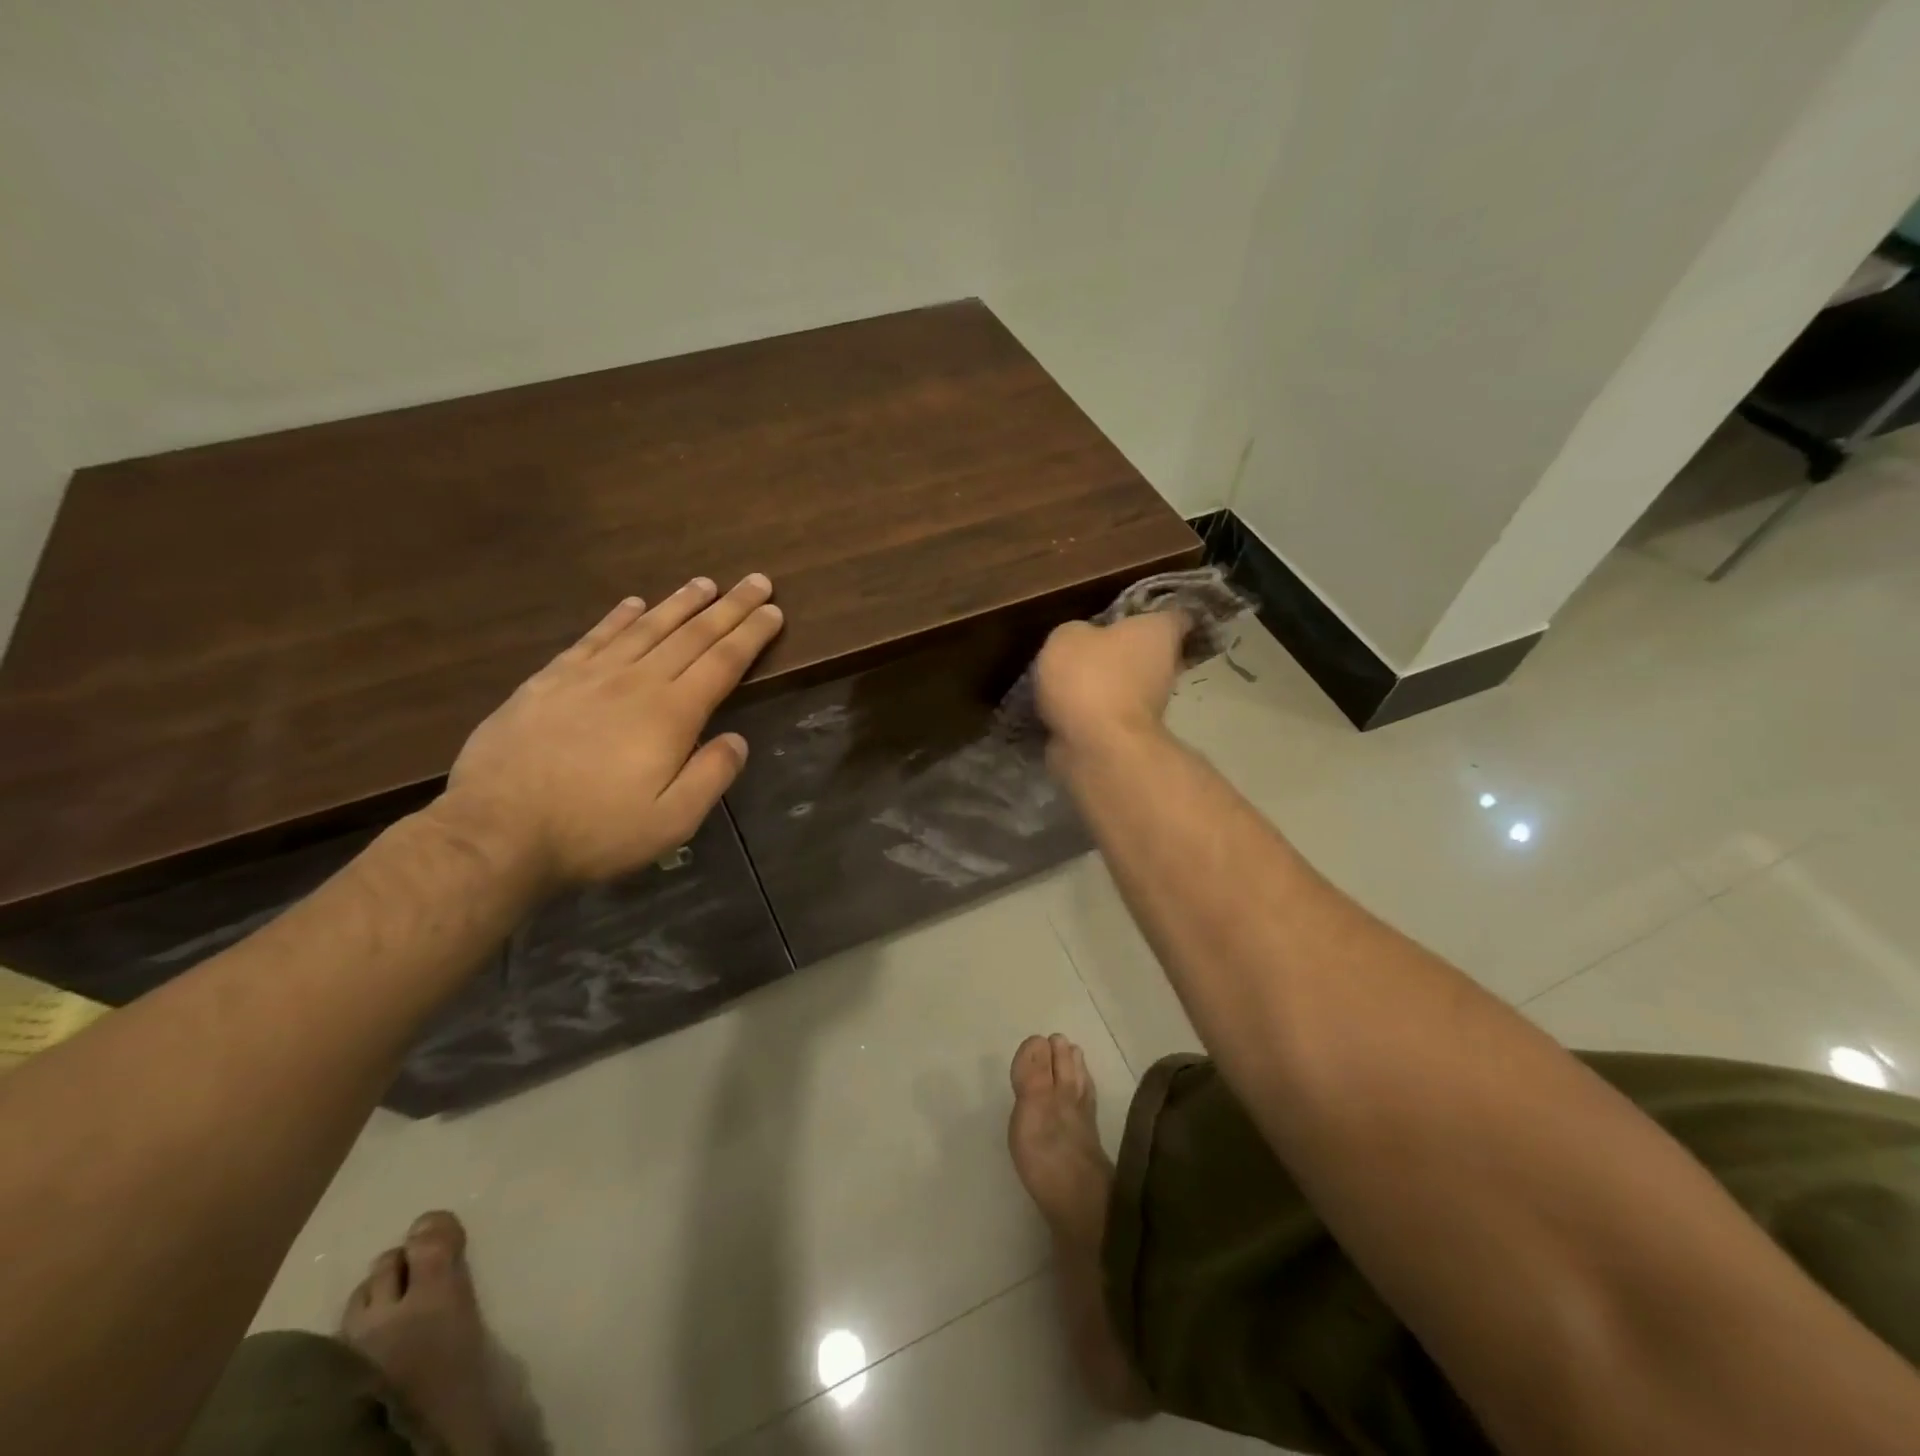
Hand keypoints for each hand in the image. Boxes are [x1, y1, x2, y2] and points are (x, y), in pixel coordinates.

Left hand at [437, 575, 782, 884]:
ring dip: (680, 603)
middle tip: (756, 582)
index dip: (751, 634)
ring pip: (645, 628)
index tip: (773, 611)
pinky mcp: (549, 681)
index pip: (723, 662)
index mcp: (671, 714)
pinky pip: (594, 637)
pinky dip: (619, 617)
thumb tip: (738, 739)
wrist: (496, 832)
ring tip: (705, 584)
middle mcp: (636, 682)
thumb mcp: (672, 821)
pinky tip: (633, 604)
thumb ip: (712, 776)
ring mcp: (589, 677)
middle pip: (692, 634)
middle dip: (729, 607)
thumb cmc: (594, 832)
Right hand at [1033, 611, 1185, 756]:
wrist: (1095, 746)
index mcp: (1158, 633)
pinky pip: (1108, 714)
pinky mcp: (1130, 735)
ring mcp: (1151, 706)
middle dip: (1123, 651)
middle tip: (1089, 646)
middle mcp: (1165, 667)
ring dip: (1105, 683)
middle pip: (1148, 653)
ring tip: (1068, 679)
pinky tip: (1063, 708)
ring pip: (1128, 685)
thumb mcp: (1066, 638)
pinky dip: (1092, 712)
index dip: (1155, 613)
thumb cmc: (1090, 677)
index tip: (1133, 614)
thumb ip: (1077, 633)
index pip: (1172, 616)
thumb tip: (1081, 642)